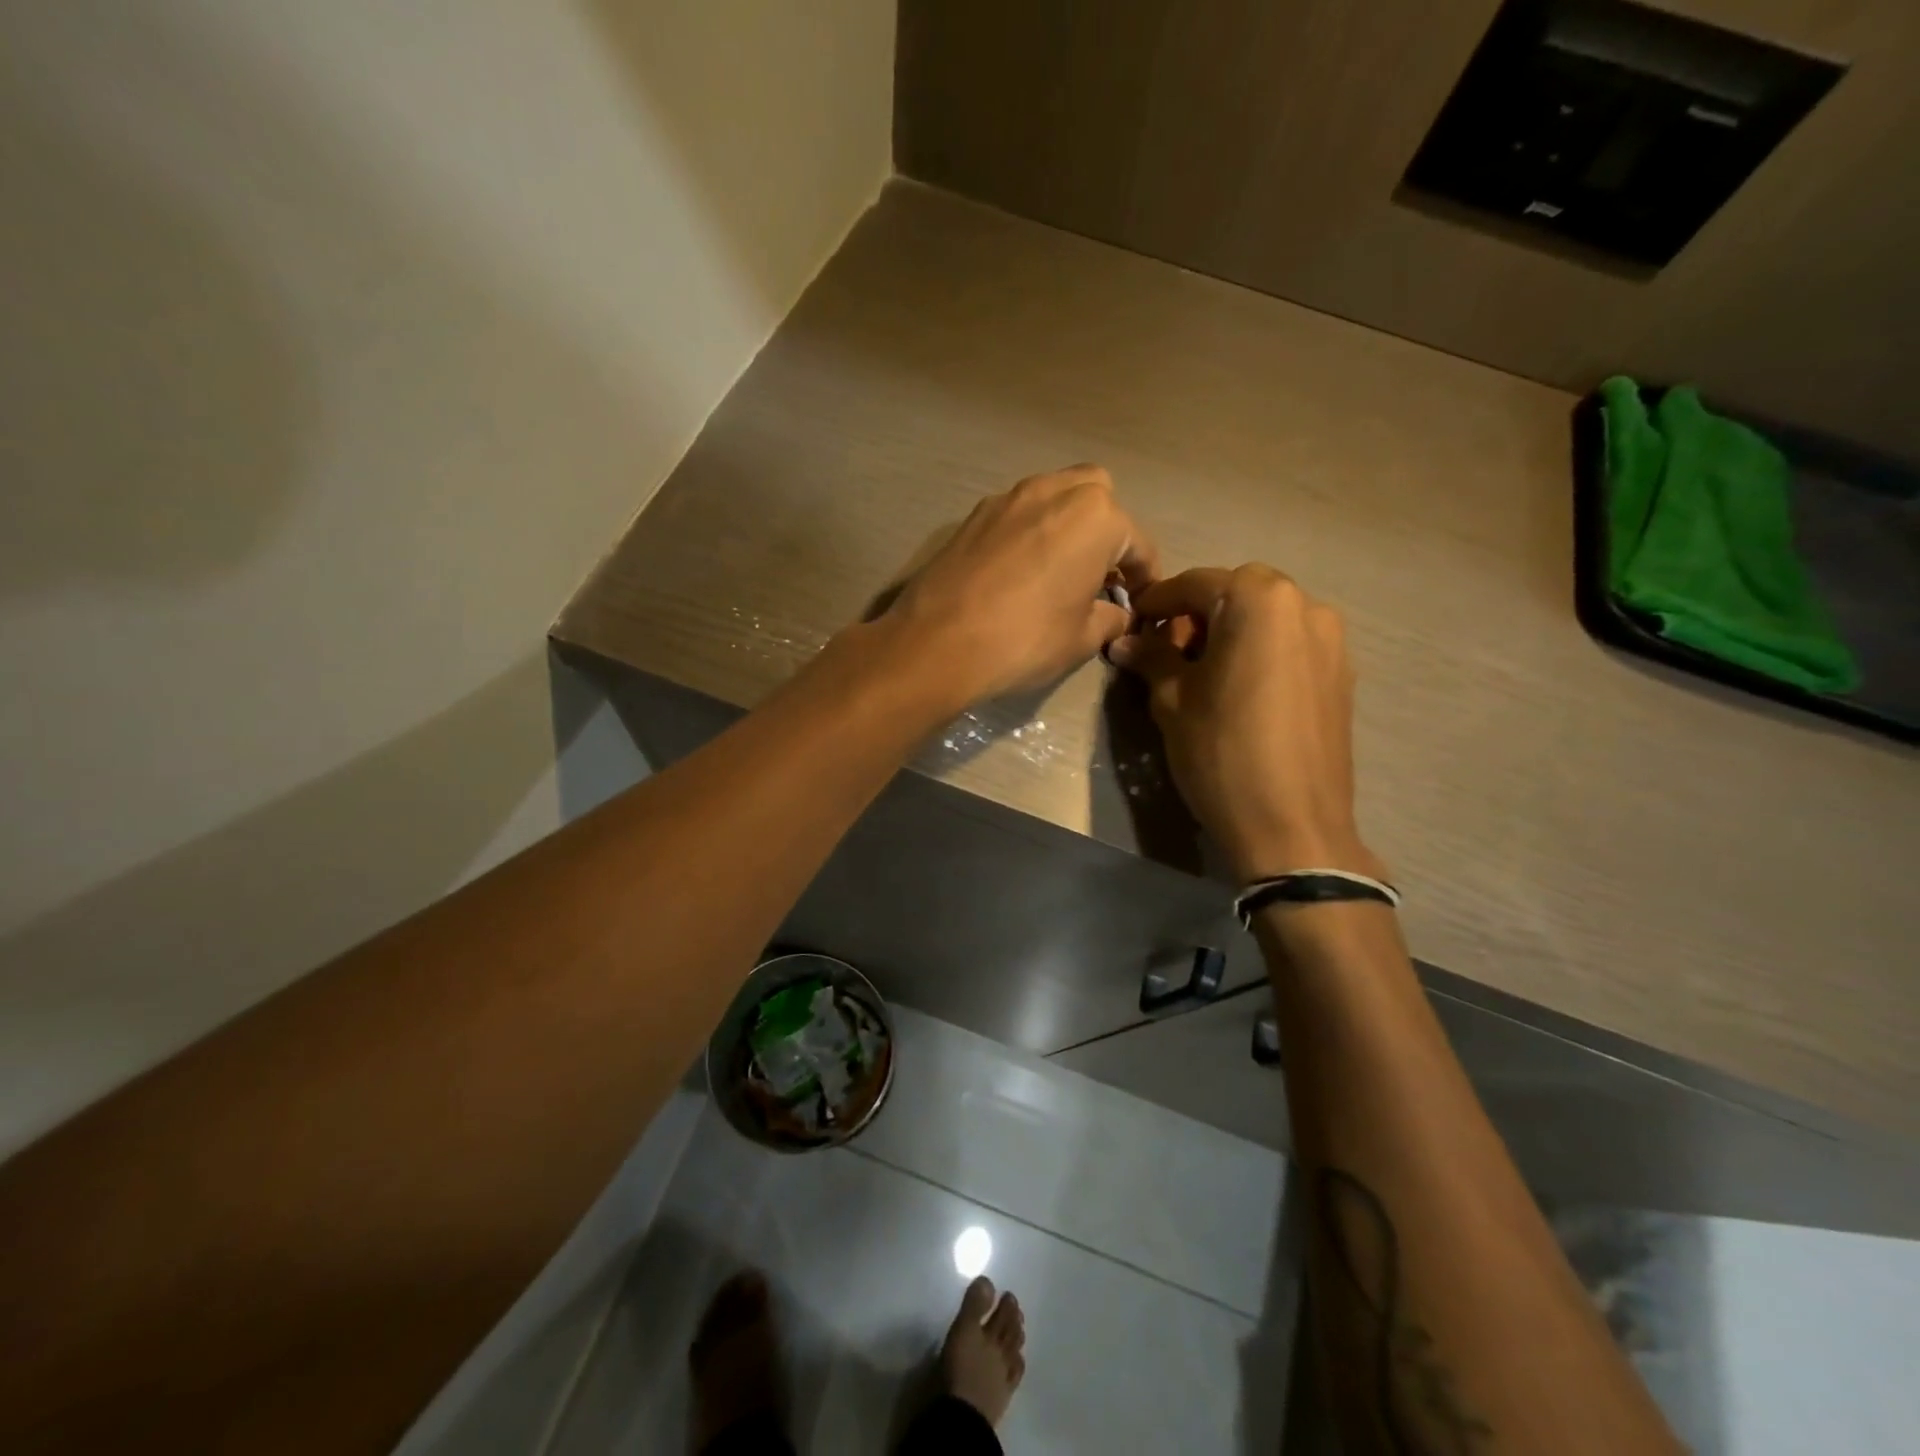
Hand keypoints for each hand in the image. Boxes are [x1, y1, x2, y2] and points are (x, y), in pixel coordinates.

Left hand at [881, 465, 1157, 706]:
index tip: (1142, 601)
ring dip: (1067, 525)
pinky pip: (1018, 513)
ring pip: (1054, 496)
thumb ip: (1110, 618)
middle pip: (1098, 497)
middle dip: (1107, 531)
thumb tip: (1118, 614)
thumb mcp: (1082, 638)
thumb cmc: (1025, 640)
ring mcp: (1009, 498)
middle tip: (1100, 574)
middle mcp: (1054, 491)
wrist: (937, 643)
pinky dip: (1031, 532)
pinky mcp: (973, 515)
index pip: (1138, 543)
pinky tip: (1021, 571)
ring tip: (1061, 570)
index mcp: (1096, 517)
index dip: (1146, 576)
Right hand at [1109, 565, 1384, 883]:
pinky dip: (1260, 651)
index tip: (1133, 621)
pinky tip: (1238, 688)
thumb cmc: (1222, 754)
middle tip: (1168, 650)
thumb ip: (1151, 658)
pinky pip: (1291, 644)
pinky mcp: (1342, 674)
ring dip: (1231, 630)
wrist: (1293, 826)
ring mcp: (1332, 640)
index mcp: (1260, 601)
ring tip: (1202, 671)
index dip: (1159, 601)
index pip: (1197, 583)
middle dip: (1198, 613)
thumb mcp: (1173, 702)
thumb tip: (1125, 641)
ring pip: (1268, 617)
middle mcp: (1305, 606)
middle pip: (1238, 592)